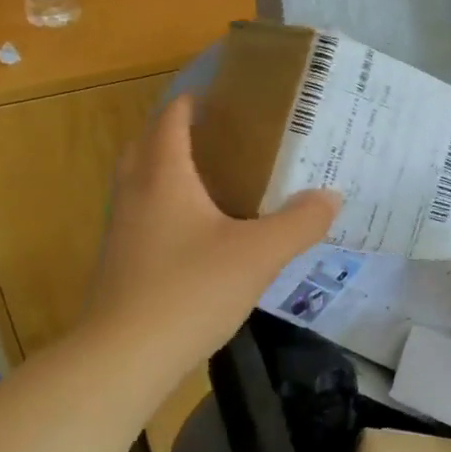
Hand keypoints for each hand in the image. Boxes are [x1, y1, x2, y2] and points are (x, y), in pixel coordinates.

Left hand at [78, 94, 339, 368]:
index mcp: (163, 177)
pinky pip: (141, 215)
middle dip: (173, 131)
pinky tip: (195, 232)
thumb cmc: (190, 290)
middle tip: (215, 134)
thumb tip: (331, 196)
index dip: (191, 102)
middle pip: (145, 145)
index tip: (218, 94)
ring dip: (164, 169)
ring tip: (208, 178)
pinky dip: (163, 206)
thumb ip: (299, 222)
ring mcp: (121, 231)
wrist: (123, 357)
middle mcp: (134, 194)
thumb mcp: (258, 254)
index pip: (170, 120)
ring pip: (138, 182)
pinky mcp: (119, 263)